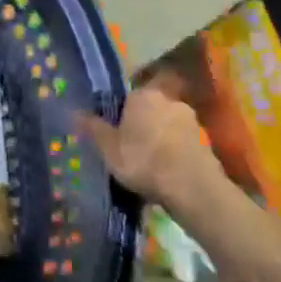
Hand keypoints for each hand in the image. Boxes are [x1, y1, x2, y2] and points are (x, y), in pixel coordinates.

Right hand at [79, 87, 227, 214]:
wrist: (193, 189)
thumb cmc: (144, 161)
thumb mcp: (108, 148)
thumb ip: (93, 128)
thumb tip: (74, 111)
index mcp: (143, 95)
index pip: (130, 92)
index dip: (123, 107)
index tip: (118, 123)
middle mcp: (169, 99)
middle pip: (151, 106)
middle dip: (144, 120)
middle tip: (132, 141)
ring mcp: (191, 120)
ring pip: (168, 123)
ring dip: (161, 135)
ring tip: (151, 158)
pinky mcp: (206, 141)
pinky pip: (182, 140)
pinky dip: (175, 150)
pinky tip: (167, 168)